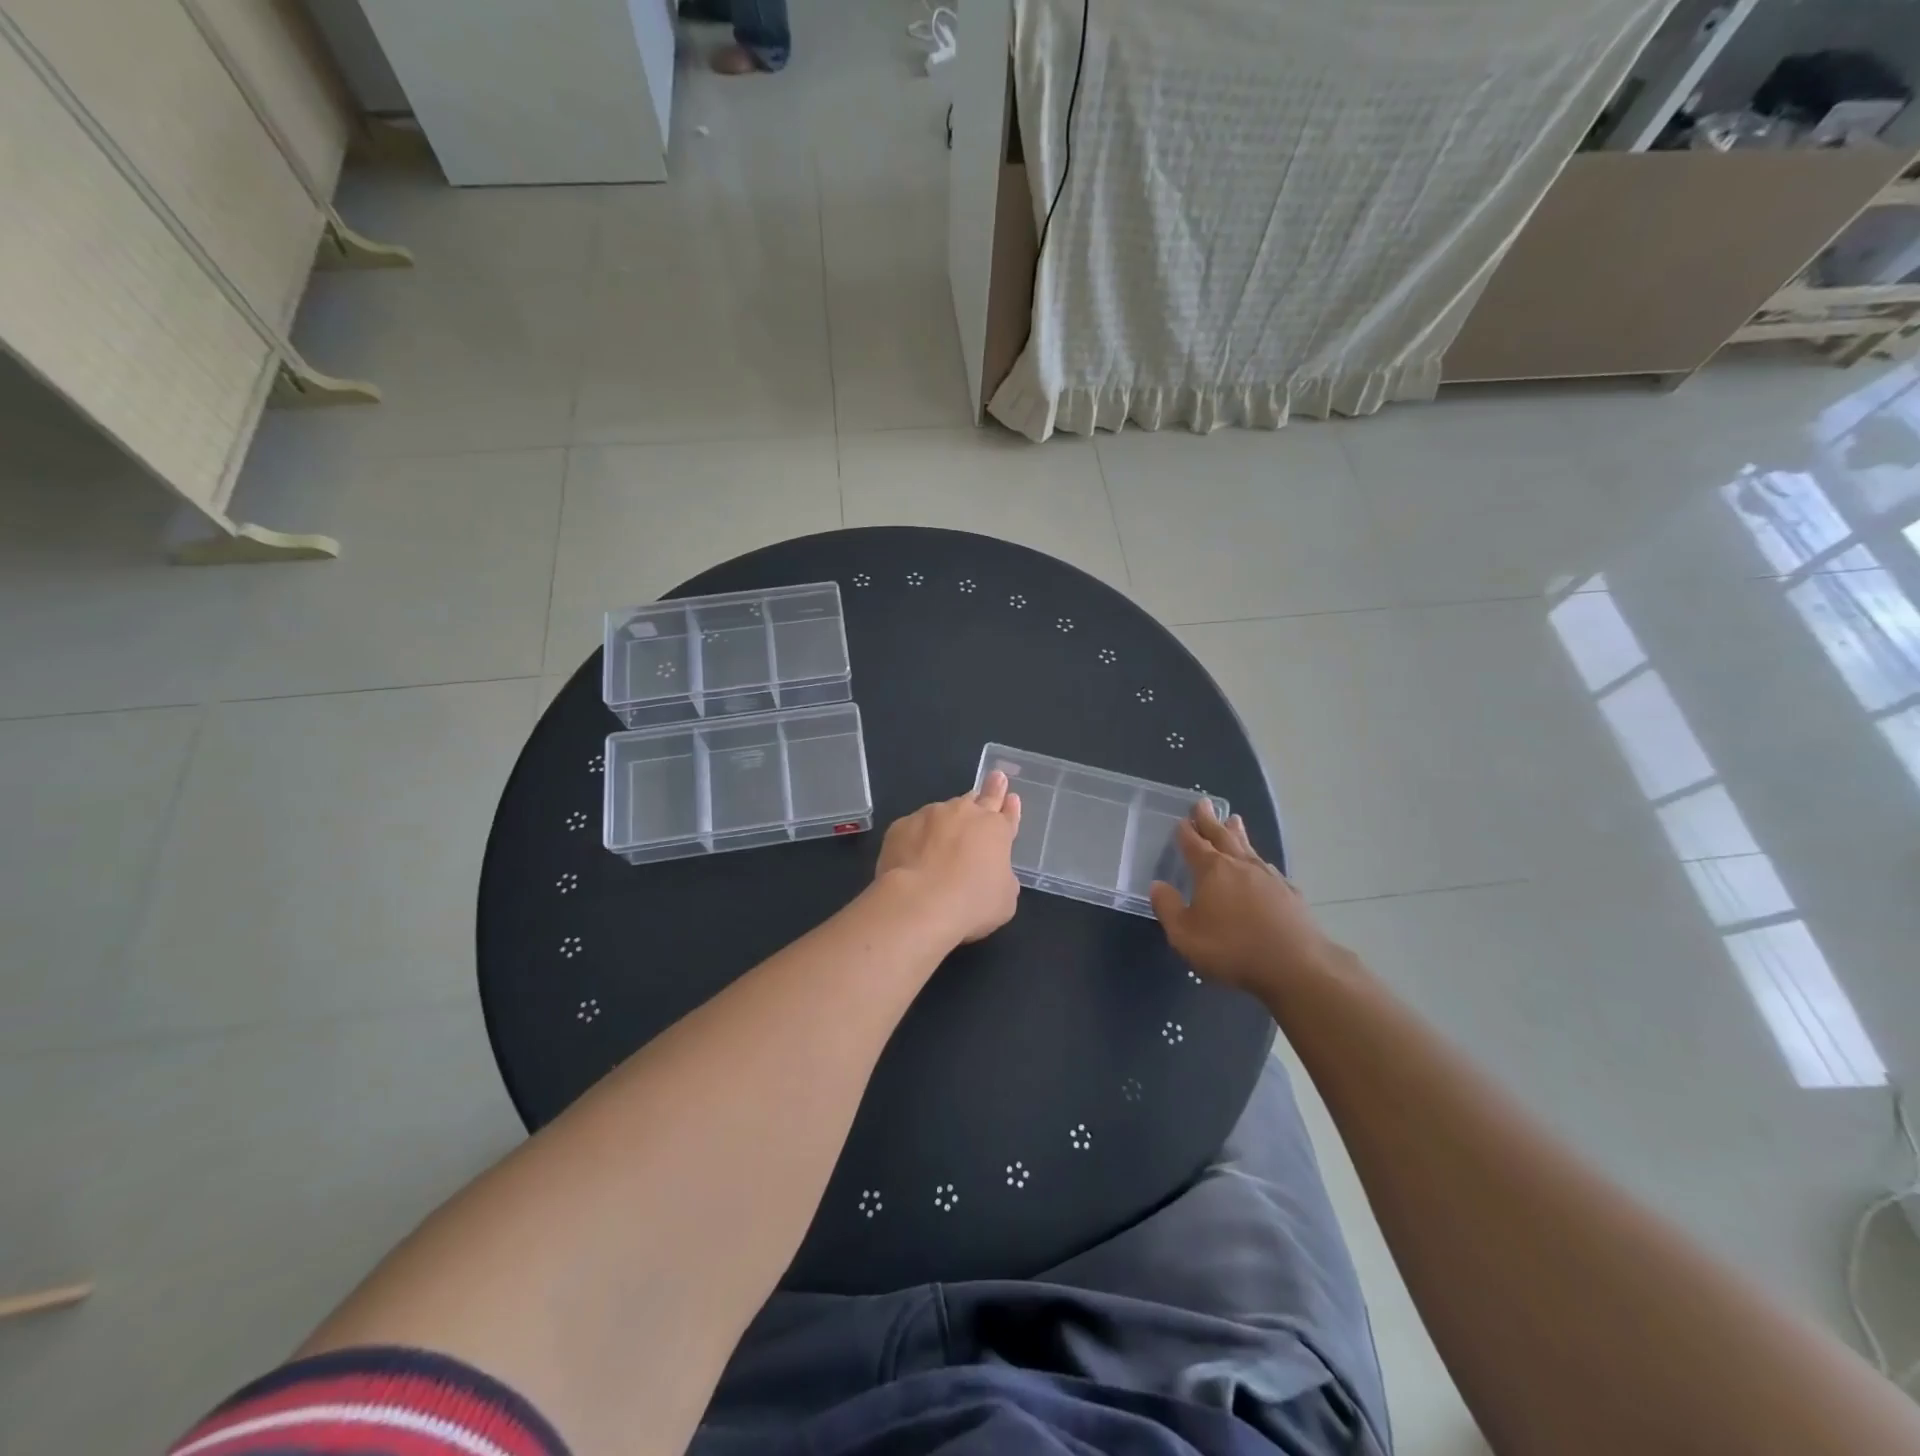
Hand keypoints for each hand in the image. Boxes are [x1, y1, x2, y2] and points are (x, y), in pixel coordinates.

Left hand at [875, 771, 1021, 943]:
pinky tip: (913, 854)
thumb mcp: (1004, 899)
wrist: (919, 903)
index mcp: (995, 830)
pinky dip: (917, 837)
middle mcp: (965, 814)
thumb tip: (991, 872)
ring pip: (945, 811)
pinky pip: (914, 827)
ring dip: (949, 819)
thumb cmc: (972, 904)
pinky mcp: (901, 825)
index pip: (1007, 814)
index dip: (1010, 807)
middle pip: (981, 798)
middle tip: (995, 777)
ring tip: (944, 836)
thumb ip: (1002, 878)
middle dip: (990, 789)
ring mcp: (931, 815)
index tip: (1011, 796)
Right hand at [1149, 800, 1348, 993]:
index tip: (1181, 819)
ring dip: (1237, 833)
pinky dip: (1258, 859)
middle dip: (1210, 820)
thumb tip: (1158, 885)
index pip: (1194, 844)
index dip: (1185, 831)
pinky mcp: (1289, 892)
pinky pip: (1267, 866)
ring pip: (1247, 847)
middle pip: (1221, 836)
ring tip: (1234, 820)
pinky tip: (1260, 863)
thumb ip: (1168, 908)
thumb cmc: (1232, 948)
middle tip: (1204, 803)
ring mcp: (1268, 876)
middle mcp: (1239, 865)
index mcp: (1212, 870)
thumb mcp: (1185, 935)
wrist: (1296, 964)